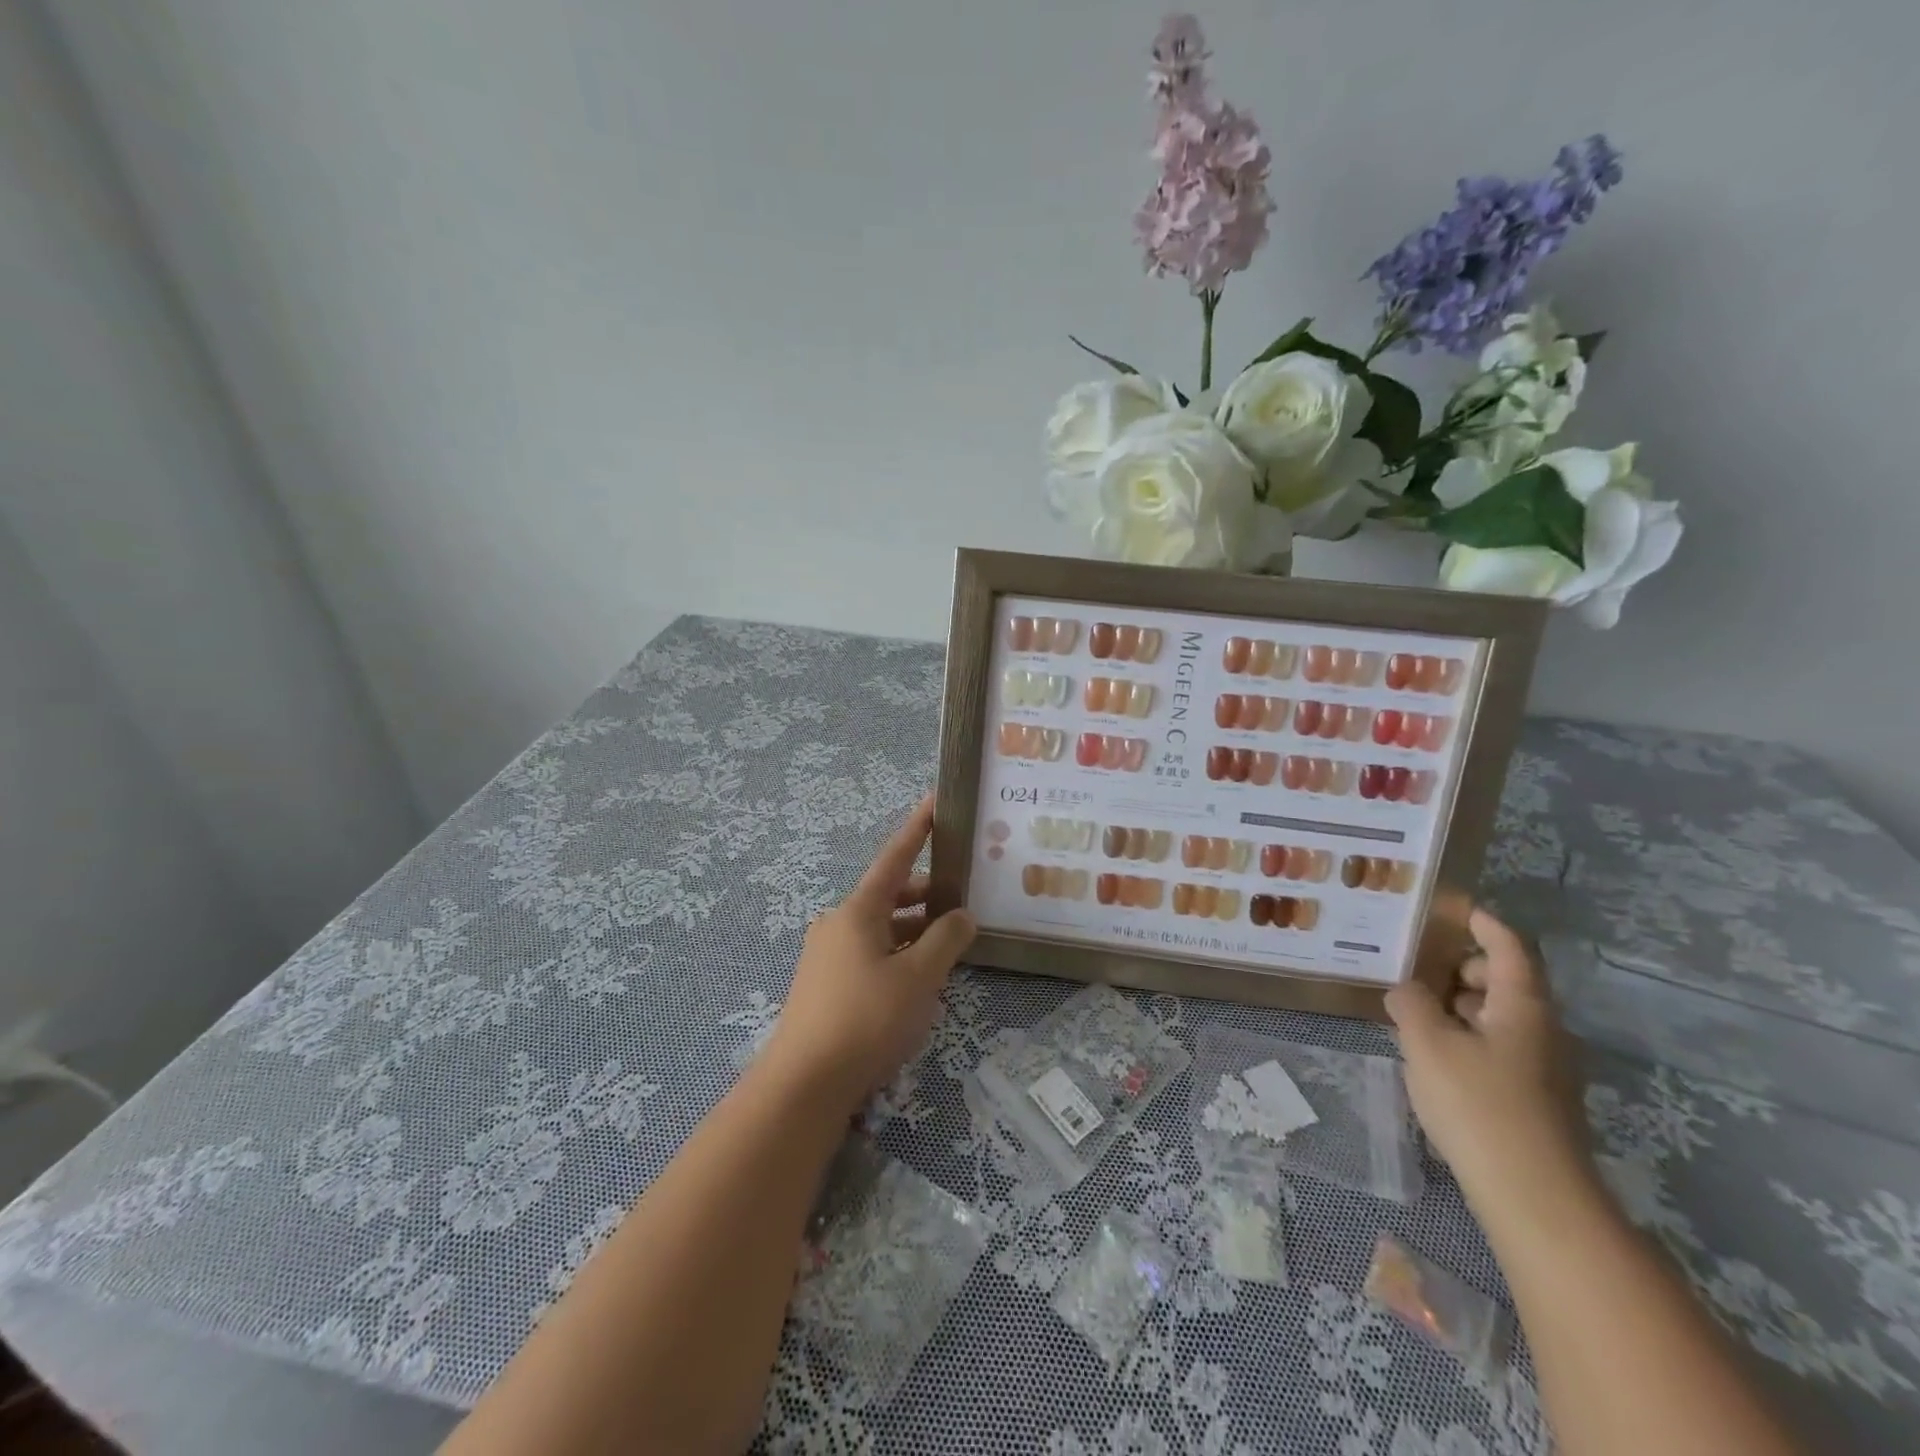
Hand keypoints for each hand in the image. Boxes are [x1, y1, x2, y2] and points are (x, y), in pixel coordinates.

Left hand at [764, 796, 975, 1111]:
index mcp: (858, 910)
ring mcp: (828, 954)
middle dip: (925, 893)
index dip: (917, 830)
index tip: (934, 801)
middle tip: (962, 894)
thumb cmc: (866, 1019)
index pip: (894, 858)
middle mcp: (838, 923)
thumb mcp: (919, 978)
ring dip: (914, 928)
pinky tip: (919, 976)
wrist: (805, 1082)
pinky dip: (898, 953)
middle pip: (889, 895)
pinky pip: (870, 953)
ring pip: (881, 928)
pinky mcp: (825, 983)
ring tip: (950, 940)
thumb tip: (962, 915)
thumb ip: (946, 940)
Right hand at [1384, 907, 1590, 1214]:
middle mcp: (1543, 1030)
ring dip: (1459, 1004)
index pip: (1508, 947)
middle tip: (1414, 967)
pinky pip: (1499, 1047)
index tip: (1451, 908)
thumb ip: (1410, 1004)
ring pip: (1500, 1017)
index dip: (1481, 922)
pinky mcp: (1536, 1100)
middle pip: (1505, 980)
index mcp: (1523, 1006)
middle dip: (1461, 967)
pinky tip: (1434, 1055)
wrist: (1536, 1199)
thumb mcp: (1427, 1043)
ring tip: (1414, 1011)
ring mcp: (1544, 1068)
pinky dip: (1467, 1035)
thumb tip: (1405, 990)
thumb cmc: (1479, 1105)